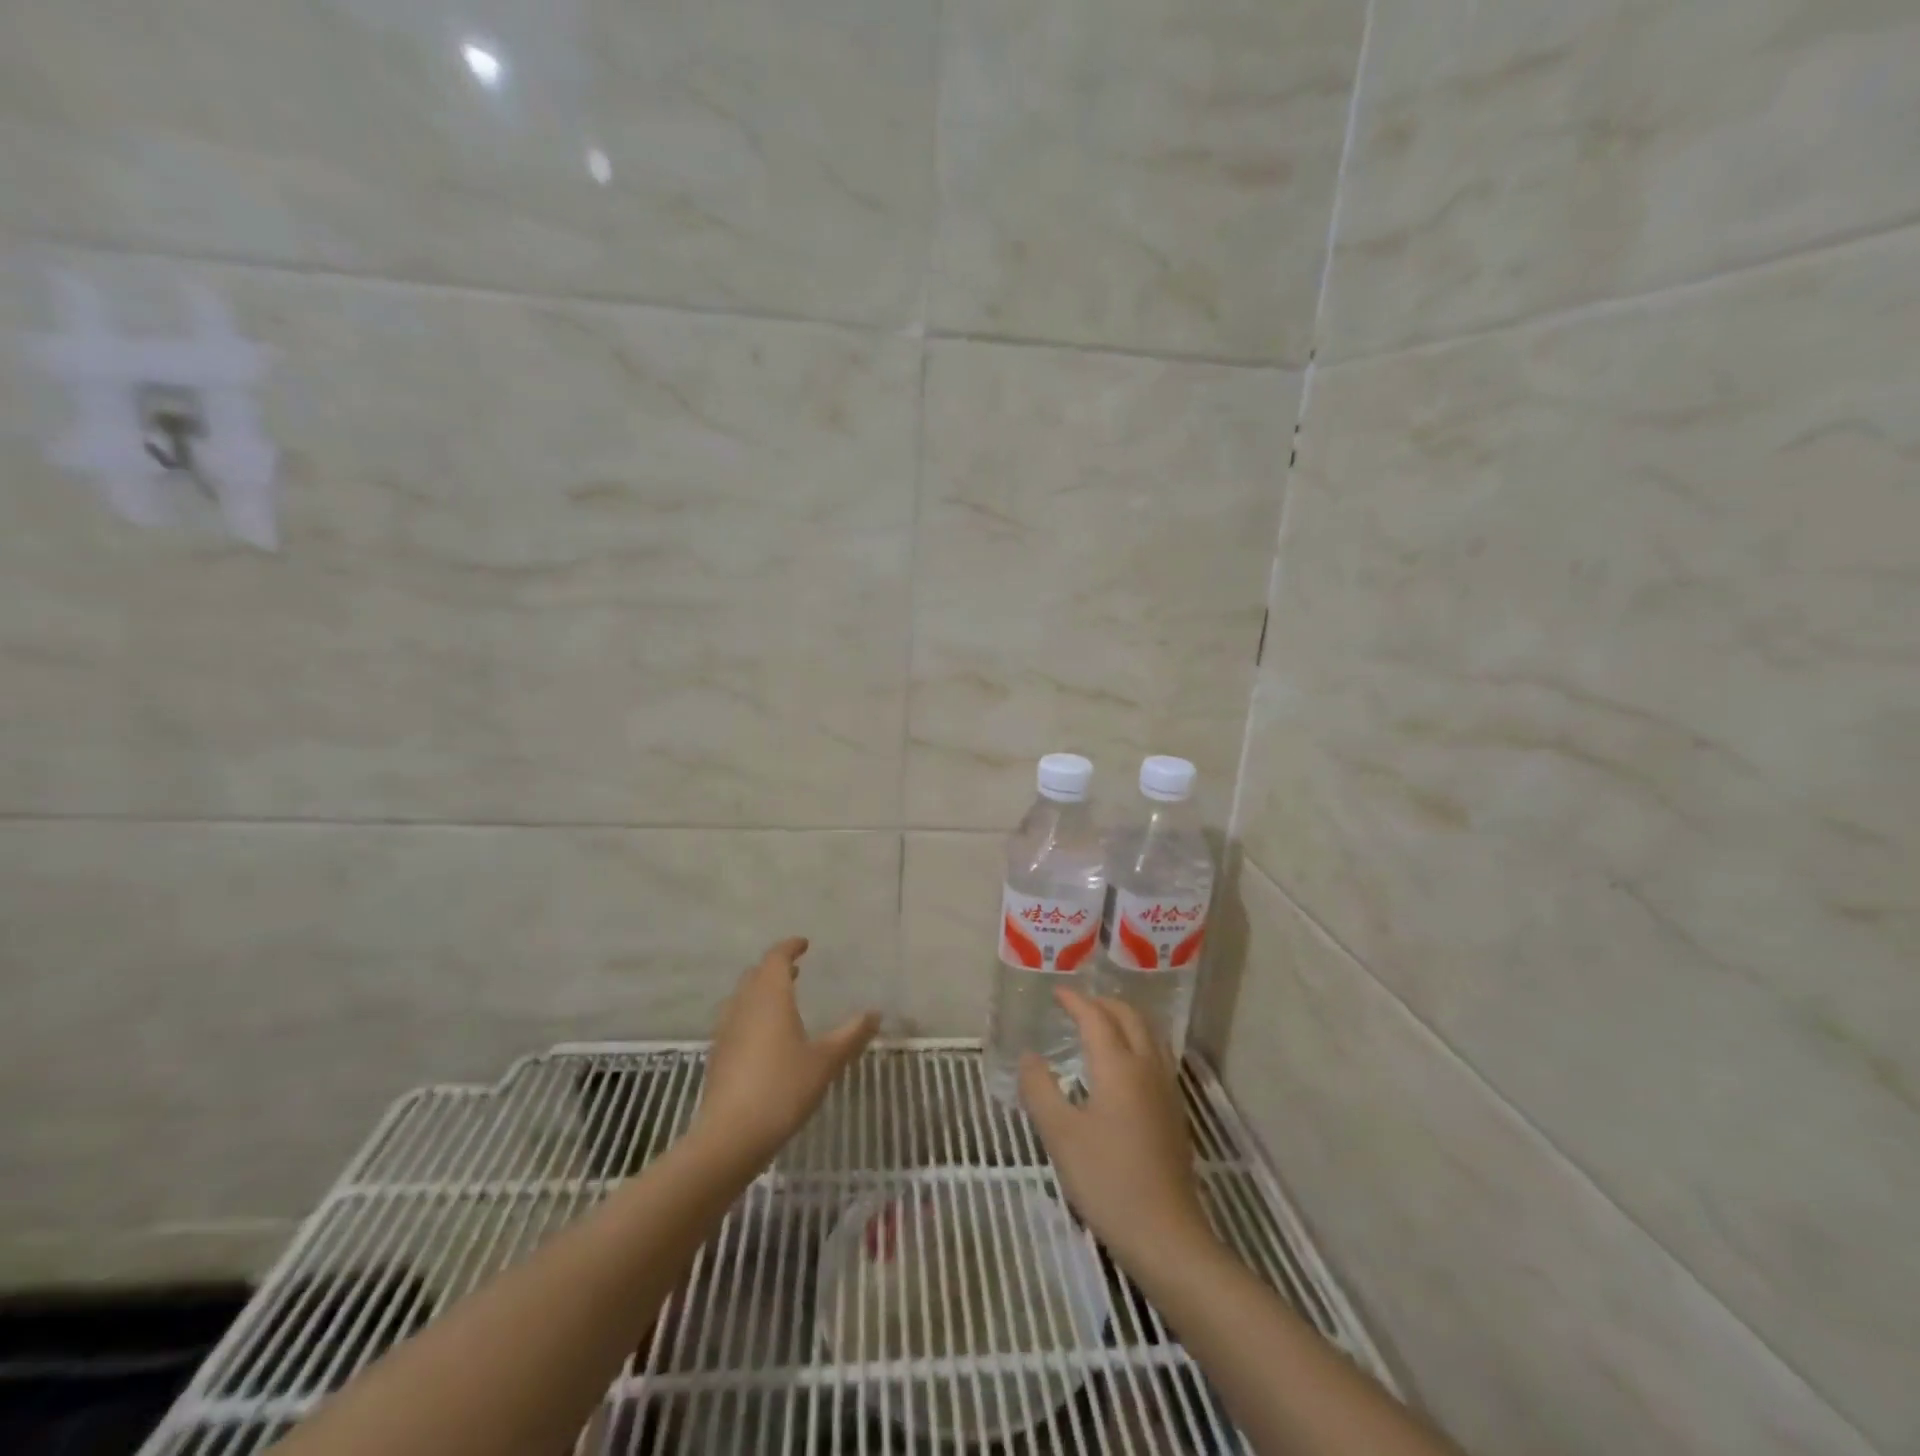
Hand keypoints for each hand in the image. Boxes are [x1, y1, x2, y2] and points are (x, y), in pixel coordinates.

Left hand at [695, 937, 879, 1166]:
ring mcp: (726, 1030)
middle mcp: (744, 1005)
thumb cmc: (783, 1088)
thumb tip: (876, 1013)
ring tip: (781, 1000)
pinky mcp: (718, 1055)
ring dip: (761, 991)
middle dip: (774, 968)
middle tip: (795, 970)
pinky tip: (764, 1038)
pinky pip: (735, 1020)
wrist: (730, 1136)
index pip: (776, 958)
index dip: (789, 948)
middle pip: (756, 975)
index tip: (803, 944)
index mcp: (770, 996)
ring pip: (742, 997)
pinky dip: (751, 1014)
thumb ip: (851, 1035)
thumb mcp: (826, 1061)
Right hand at [1020, 989, 1215, 1268]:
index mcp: (1118, 1066)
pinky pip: (1156, 1055)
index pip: (1096, 1018)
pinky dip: (1137, 1041)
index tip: (1057, 993)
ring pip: (1149, 1034)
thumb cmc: (1106, 1180)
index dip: (1075, 1001)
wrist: (1165, 1234)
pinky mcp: (1174, 1111)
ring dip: (1124, 1020)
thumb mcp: (1060, 1135)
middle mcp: (1146, 1067)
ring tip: (1100, 1026)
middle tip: (1077, 1006)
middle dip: (1103, 1004)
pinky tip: (1123, 1065)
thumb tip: (1029, 1057)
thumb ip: (1040, 1089)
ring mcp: (1165, 1089)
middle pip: (1130, 1017)